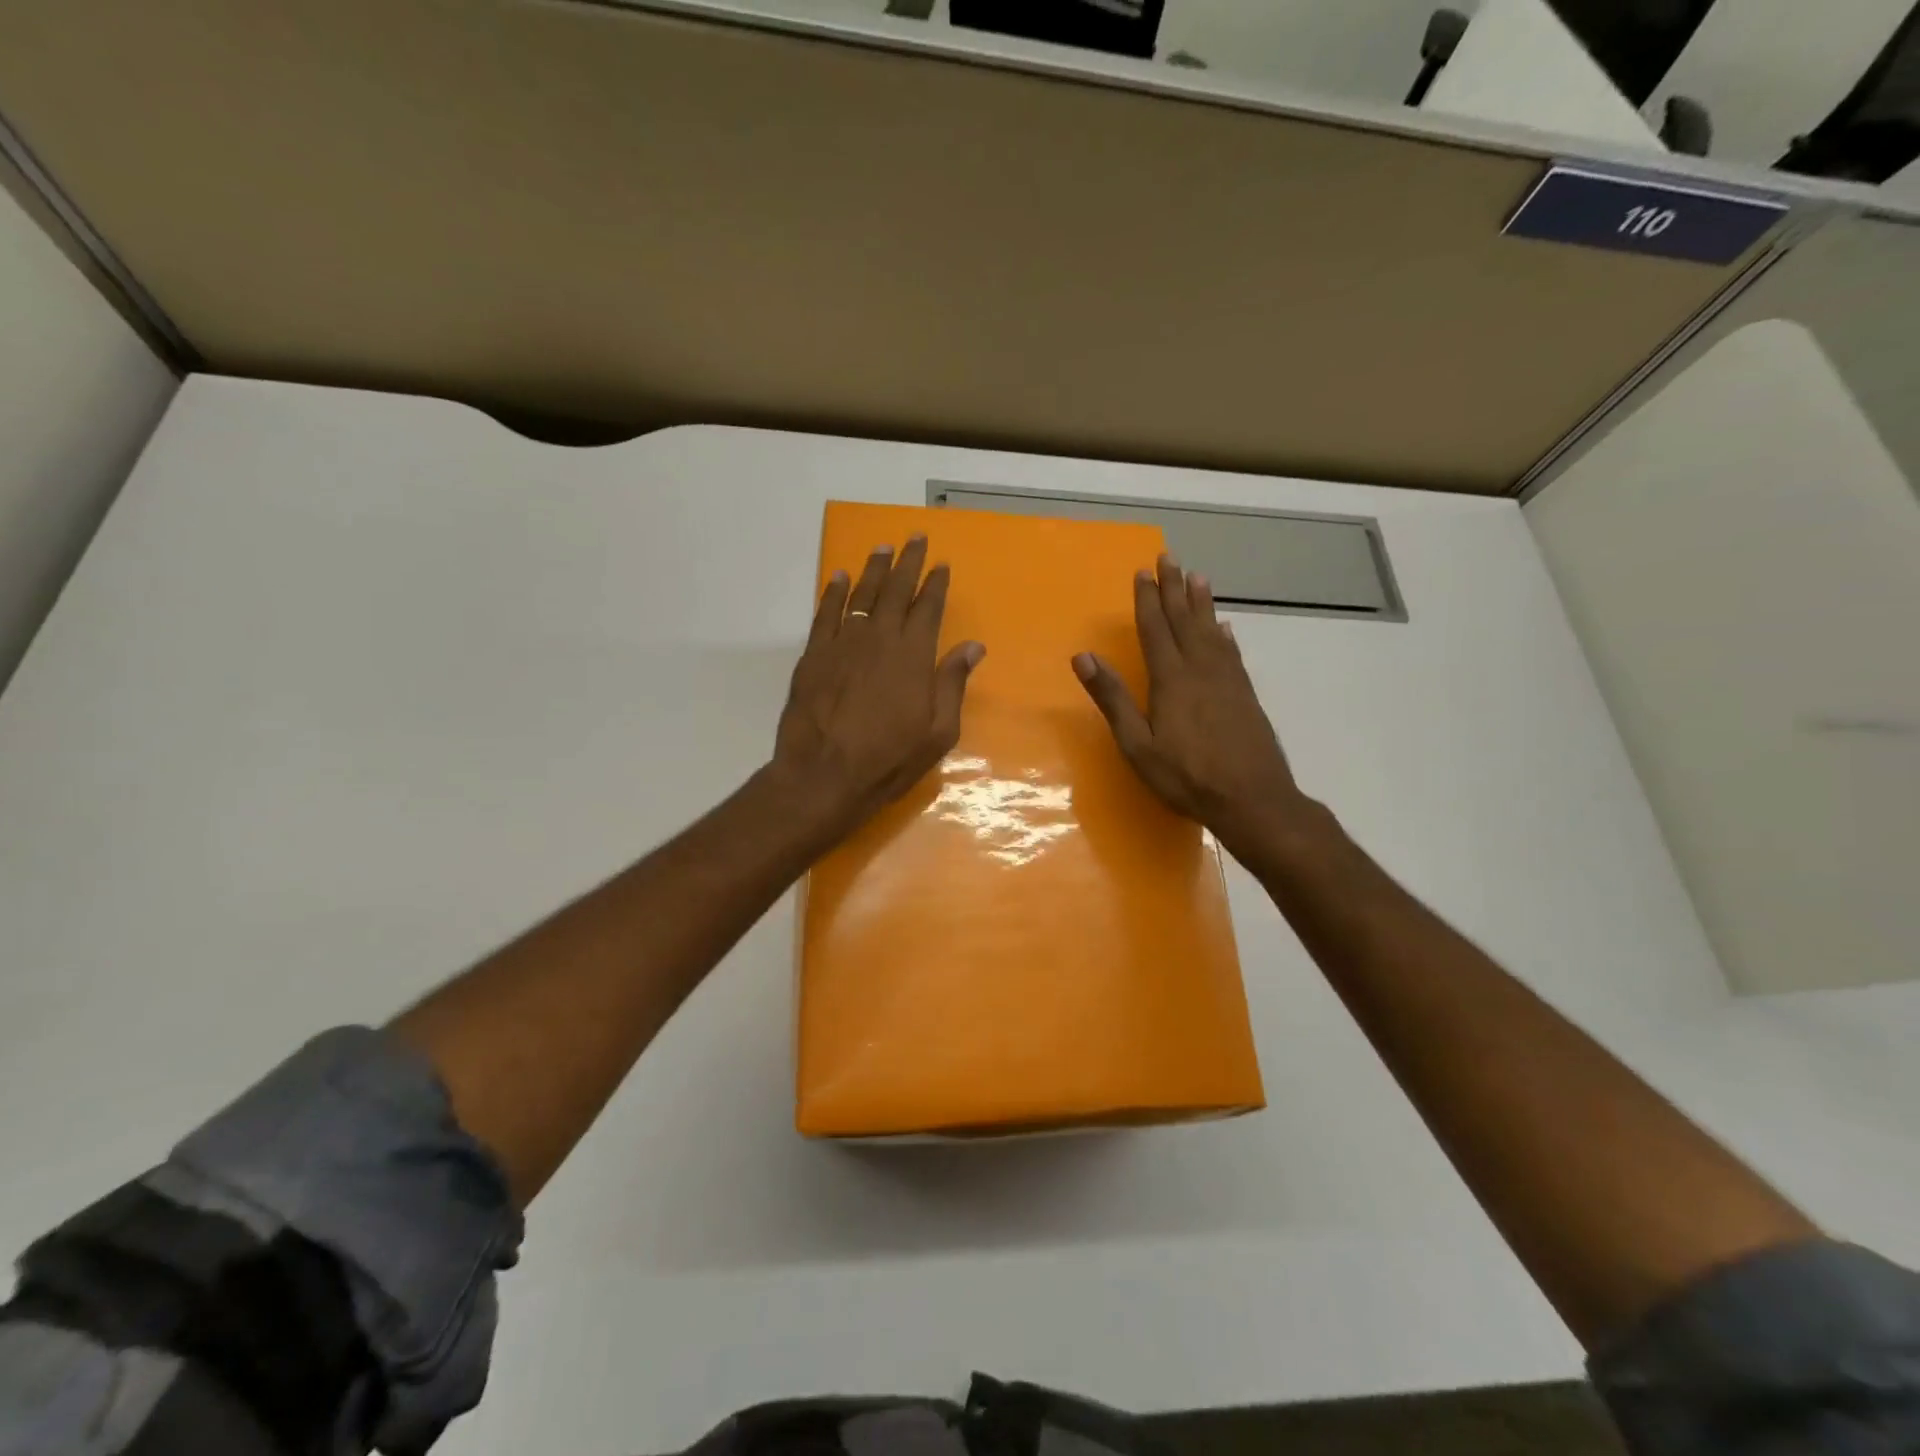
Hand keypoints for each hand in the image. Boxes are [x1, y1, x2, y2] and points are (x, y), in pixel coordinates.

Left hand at [772, 535, 984, 839]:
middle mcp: (879, 639)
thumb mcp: (937, 732)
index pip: (928, 608)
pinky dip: (833, 592)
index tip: (941, 564)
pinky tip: (838, 577)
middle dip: (907, 562)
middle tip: (914, 538)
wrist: (824, 775)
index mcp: (914, 656)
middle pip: (895, 591)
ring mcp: (843, 644)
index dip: (935, 584)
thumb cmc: (889, 760)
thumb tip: (973, 646)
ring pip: (860, 595)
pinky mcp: (814, 655)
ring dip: (873, 569)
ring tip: (882, 548)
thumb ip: (953, 684)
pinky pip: (825, 613)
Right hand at [1073, 554, 1309, 858]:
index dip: (1147, 600)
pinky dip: (1225, 635)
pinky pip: (1232, 653)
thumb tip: (1083, 657)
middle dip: (1174, 588)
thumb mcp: (1138, 745)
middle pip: (1185, 620)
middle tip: (1170, 557)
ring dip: (1202, 602)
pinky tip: (1224, 628)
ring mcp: (1227, 681)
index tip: (1142, 572)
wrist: (1253, 799)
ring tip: (1198, 576)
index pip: (1156, 629)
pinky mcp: (1245, 695)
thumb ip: (1113, 699)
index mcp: (1171, 679)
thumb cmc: (1187, 776)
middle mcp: (1201, 670)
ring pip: (1212, 630)